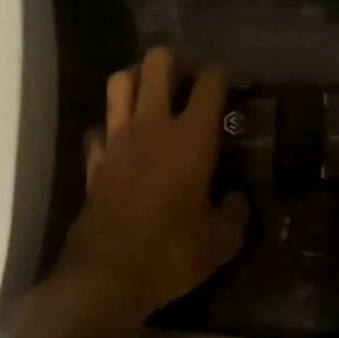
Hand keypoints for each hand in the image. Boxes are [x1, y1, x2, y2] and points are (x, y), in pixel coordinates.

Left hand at [60, 48, 248, 315]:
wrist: (107, 278)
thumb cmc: (171, 254)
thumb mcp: (222, 241)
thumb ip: (236, 213)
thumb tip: (237, 200)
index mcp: (191, 137)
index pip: (211, 81)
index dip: (231, 73)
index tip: (244, 85)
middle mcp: (151, 126)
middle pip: (158, 62)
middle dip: (182, 60)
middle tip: (197, 80)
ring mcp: (116, 141)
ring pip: (121, 81)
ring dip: (141, 78)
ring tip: (159, 96)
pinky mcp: (94, 162)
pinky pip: (100, 128)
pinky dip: (113, 127)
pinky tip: (126, 143)